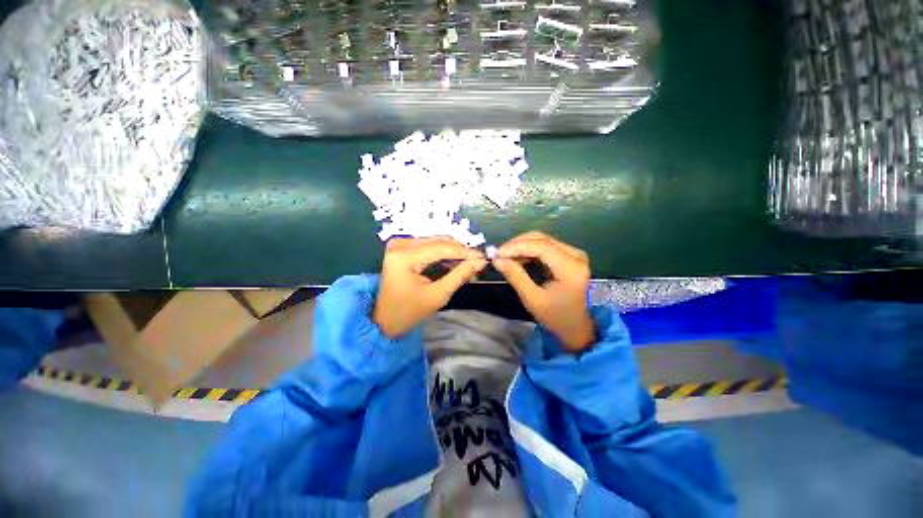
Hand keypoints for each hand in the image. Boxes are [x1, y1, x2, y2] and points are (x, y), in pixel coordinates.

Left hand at [374, 237, 486, 337]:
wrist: (386, 321)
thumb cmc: (410, 312)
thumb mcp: (438, 295)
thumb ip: (460, 276)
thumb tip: (480, 262)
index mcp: (403, 257)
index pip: (441, 248)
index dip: (464, 252)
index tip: (483, 258)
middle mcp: (400, 245)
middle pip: (438, 241)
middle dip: (460, 252)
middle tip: (477, 264)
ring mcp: (399, 245)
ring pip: (436, 242)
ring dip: (454, 253)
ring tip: (468, 266)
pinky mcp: (402, 248)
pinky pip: (429, 246)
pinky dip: (444, 254)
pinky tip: (455, 264)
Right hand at [493, 232, 594, 351]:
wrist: (576, 327)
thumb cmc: (555, 317)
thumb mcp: (533, 299)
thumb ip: (515, 276)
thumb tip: (497, 259)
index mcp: (571, 268)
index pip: (541, 247)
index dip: (517, 247)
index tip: (497, 253)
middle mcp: (575, 255)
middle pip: (542, 239)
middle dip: (517, 244)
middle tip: (499, 254)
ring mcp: (574, 254)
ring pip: (542, 240)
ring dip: (522, 245)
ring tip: (505, 256)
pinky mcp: (569, 256)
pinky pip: (545, 246)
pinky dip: (529, 249)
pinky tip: (517, 257)